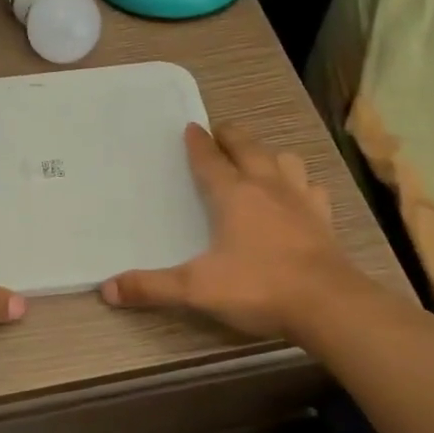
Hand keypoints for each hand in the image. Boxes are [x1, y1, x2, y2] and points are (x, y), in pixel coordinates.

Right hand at [101, 123, 354, 338]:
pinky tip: (299, 193)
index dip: (198, 143)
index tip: (190, 127)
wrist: (327, 305)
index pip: (210, 160)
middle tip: (220, 131)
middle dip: (232, 136)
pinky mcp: (323, 219)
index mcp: (233, 195)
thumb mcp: (195, 289)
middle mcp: (267, 188)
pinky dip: (302, 184)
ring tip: (260, 158)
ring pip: (285, 161)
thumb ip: (151, 287)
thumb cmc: (257, 287)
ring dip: (269, 154)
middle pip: (249, 148)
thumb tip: (106, 288)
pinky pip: (312, 189)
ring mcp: (300, 201)